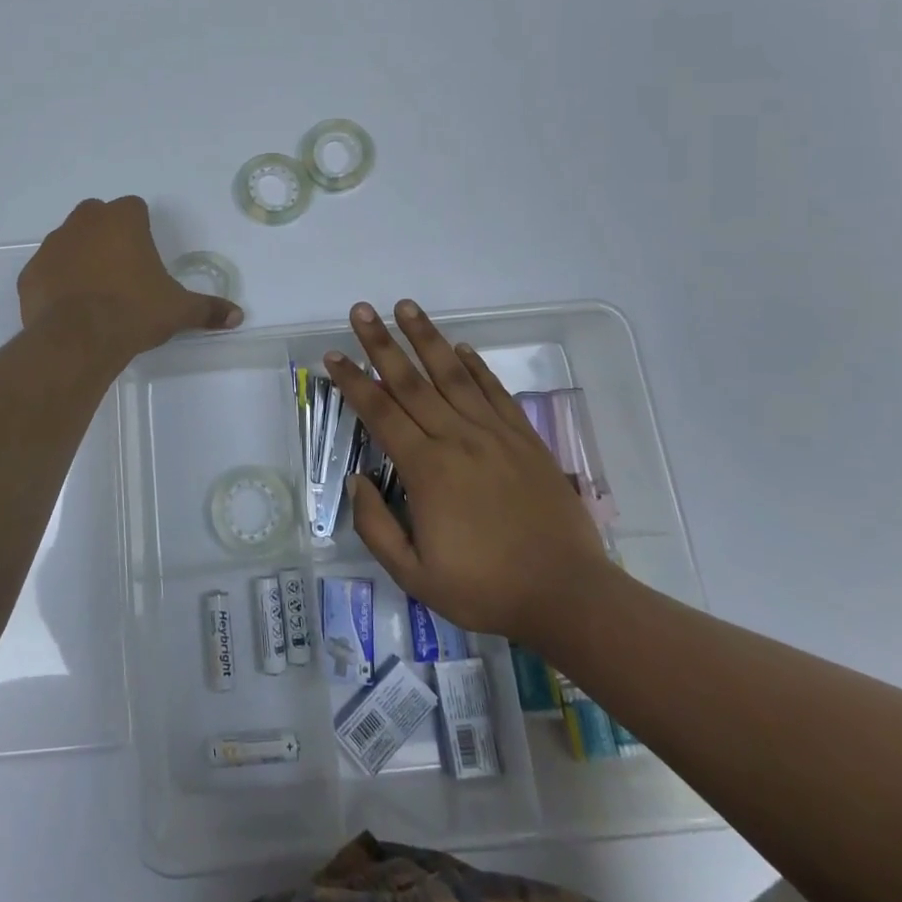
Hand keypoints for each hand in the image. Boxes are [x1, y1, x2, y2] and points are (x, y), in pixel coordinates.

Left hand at [19, 197, 242, 362]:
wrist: (79, 338)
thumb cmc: (134, 312)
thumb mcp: (178, 310)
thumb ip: (207, 308)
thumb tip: (237, 316)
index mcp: (122, 220)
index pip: (133, 207)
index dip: (140, 227)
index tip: (145, 254)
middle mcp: (84, 222)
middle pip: (97, 215)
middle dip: (107, 234)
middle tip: (121, 269)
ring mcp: (53, 245)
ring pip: (68, 240)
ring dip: (80, 256)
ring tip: (94, 291)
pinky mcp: (31, 272)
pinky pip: (47, 269)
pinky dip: (56, 281)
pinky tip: (68, 307)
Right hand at [327, 299, 613, 646]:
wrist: (567, 595)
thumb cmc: (485, 589)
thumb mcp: (415, 575)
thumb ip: (376, 527)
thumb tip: (356, 481)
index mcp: (426, 469)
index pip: (380, 412)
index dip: (353, 381)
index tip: (333, 355)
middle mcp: (457, 438)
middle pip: (411, 381)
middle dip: (381, 343)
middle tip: (361, 310)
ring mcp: (494, 434)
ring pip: (452, 375)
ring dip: (426, 338)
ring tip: (406, 307)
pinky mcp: (524, 439)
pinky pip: (495, 392)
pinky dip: (476, 366)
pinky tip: (460, 348)